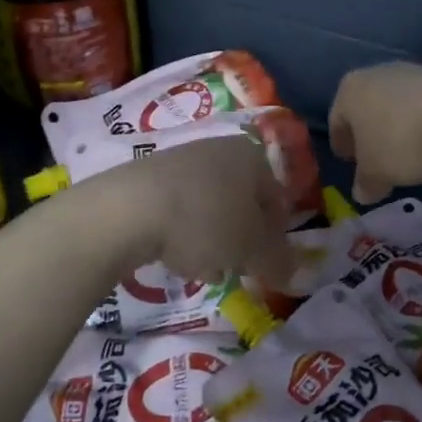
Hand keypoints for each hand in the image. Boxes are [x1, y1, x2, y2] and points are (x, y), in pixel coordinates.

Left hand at [104, 135, 293, 284]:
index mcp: (252, 156)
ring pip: (211, 208)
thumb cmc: (205, 222)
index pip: (278, 198)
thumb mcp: (252, 249)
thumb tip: (294, 272)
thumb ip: (279, 261)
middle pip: (243, 203)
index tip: (268, 265)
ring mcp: (181, 160)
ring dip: (215, 241)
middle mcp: (219, 149)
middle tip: (238, 269)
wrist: (127, 209)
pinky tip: (175, 258)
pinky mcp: (148, 178)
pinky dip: (184, 234)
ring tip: (206, 270)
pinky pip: (180, 210)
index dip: (278, 236)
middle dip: (243, 240)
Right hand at [330, 63, 421, 202]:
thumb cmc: (402, 140)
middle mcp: (376, 73)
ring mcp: (412, 71)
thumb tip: (361, 192)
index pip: (337, 120)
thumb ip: (365, 183)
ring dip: (398, 128)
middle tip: (376, 160)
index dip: (341, 144)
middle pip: (367, 108)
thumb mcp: (377, 173)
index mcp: (350, 91)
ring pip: (396, 105)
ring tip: (408, 154)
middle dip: (370, 134)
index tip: (348, 162)